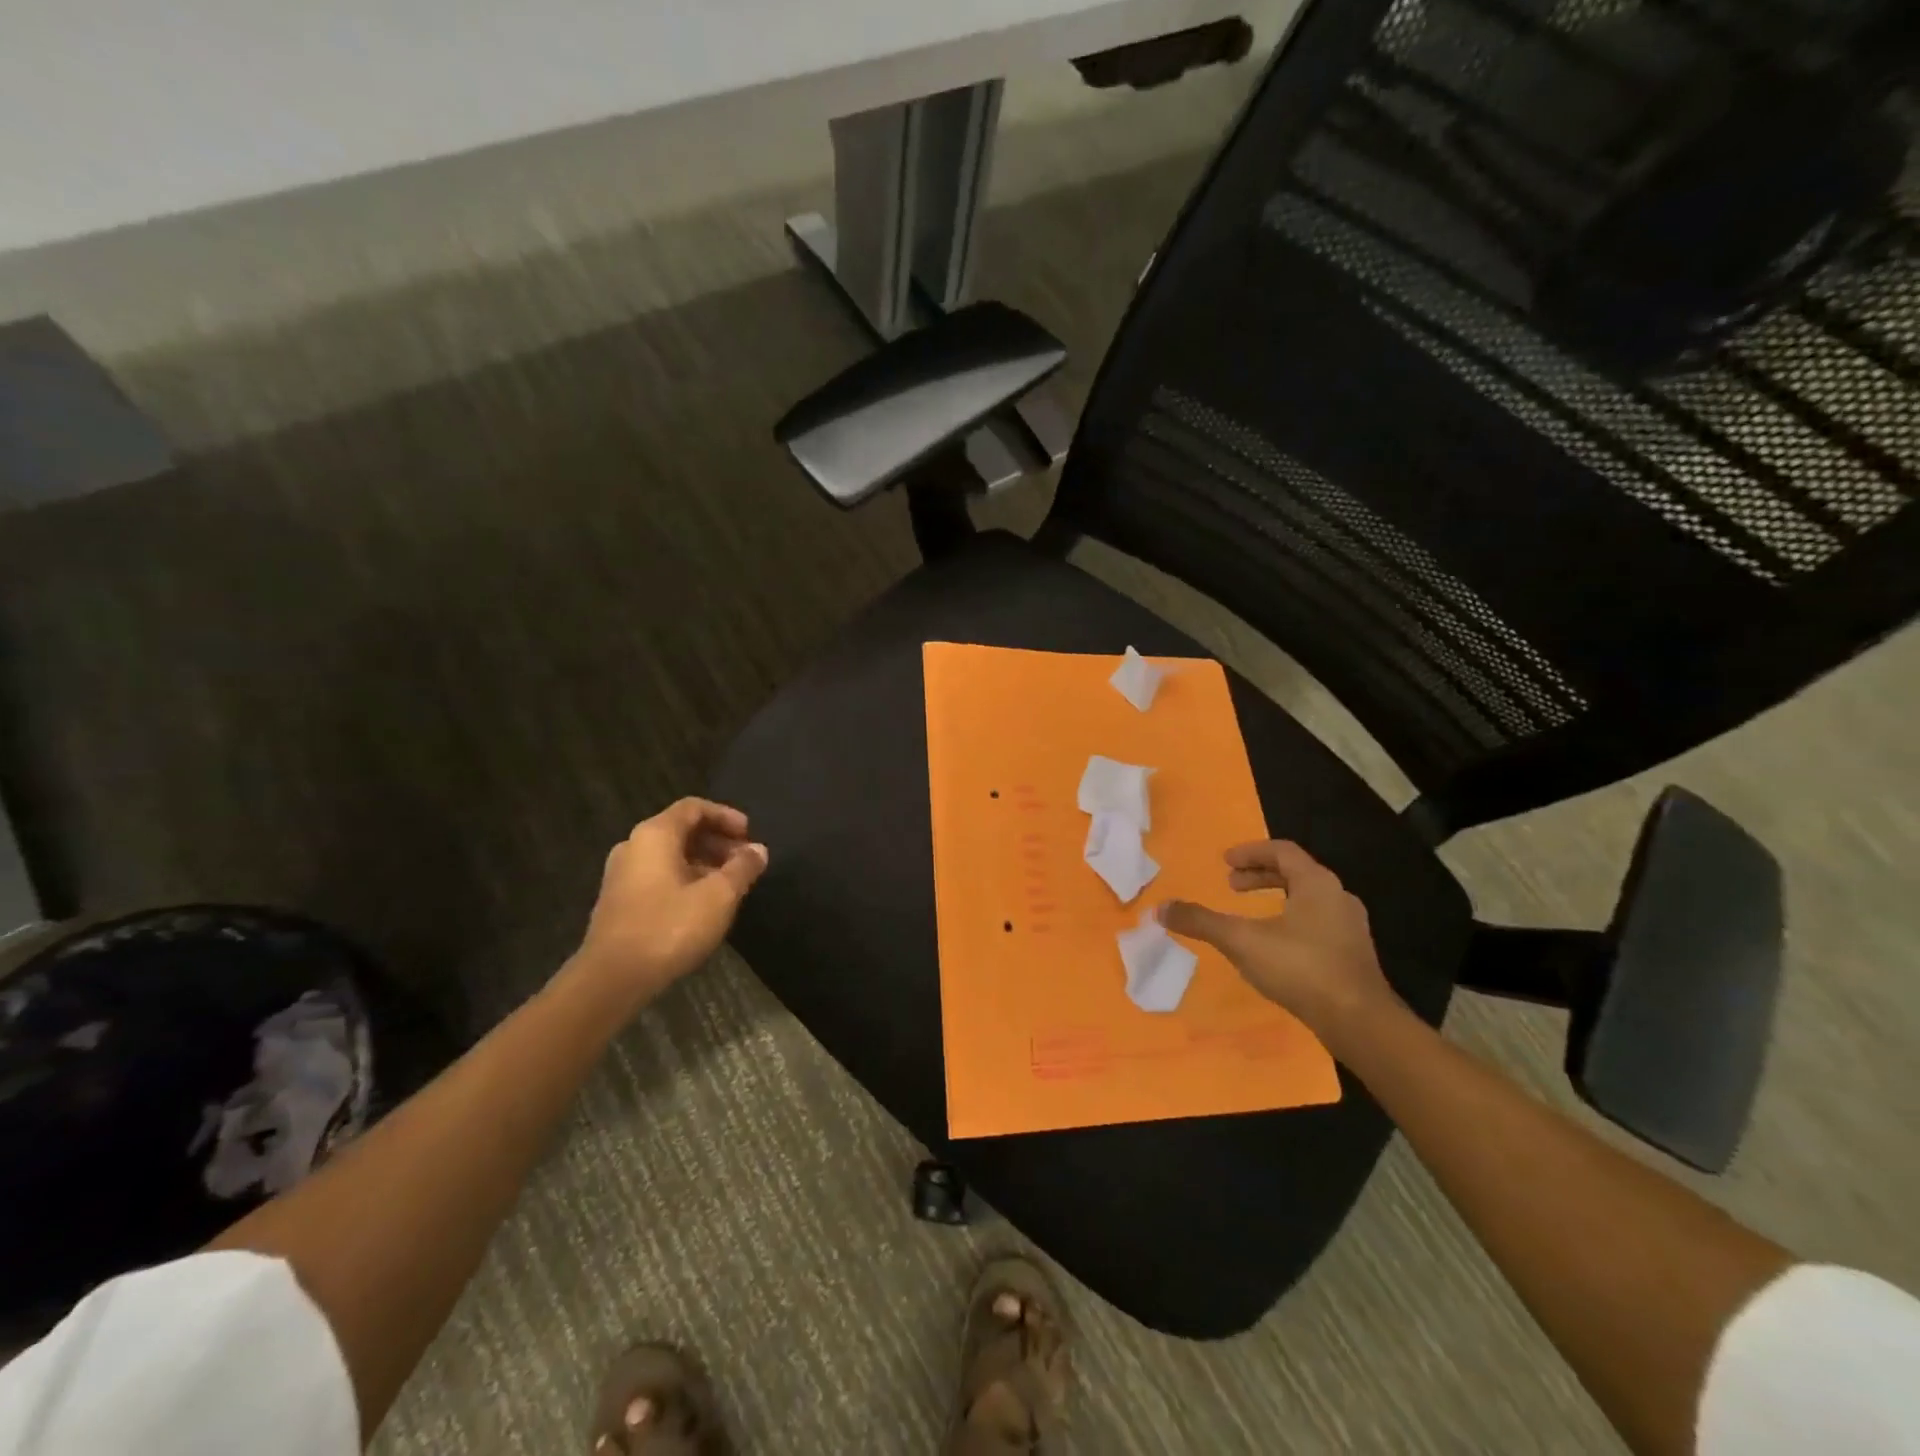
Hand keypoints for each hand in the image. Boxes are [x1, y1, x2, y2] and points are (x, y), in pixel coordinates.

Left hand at [573, 798, 768, 1006]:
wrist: (612, 978)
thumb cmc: (669, 927)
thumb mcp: (719, 896)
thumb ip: (742, 868)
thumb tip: (758, 850)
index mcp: (655, 835)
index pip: (694, 808)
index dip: (726, 816)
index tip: (750, 835)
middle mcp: (634, 846)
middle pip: (682, 830)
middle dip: (718, 841)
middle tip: (745, 862)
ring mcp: (622, 875)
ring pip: (670, 855)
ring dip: (704, 863)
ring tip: (730, 885)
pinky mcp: (619, 901)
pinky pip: (658, 876)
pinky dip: (686, 879)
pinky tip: (704, 905)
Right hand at [1160, 840, 1400, 1055]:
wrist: (1359, 1021)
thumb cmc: (1301, 968)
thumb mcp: (1241, 941)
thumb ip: (1201, 922)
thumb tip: (1161, 908)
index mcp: (1316, 883)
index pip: (1282, 851)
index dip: (1250, 852)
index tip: (1225, 862)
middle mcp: (1338, 897)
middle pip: (1296, 873)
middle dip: (1260, 876)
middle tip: (1231, 885)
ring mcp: (1350, 927)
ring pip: (1308, 899)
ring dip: (1276, 898)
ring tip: (1250, 915)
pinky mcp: (1353, 955)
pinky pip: (1317, 923)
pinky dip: (1290, 921)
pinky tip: (1274, 947)